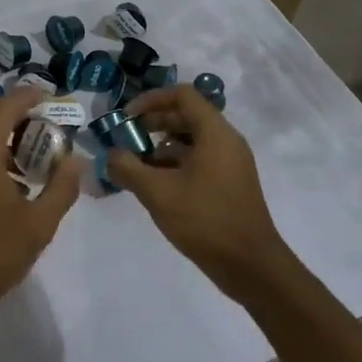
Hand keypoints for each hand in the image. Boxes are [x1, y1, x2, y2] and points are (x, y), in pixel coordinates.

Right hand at [105, 83, 287, 291]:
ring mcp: (230, 163)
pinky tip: (156, 186)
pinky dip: (175, 164)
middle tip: (127, 141)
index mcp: (215, 133)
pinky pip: (199, 160)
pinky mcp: (229, 183)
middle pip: (186, 115)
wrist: (251, 266)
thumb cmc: (205, 220)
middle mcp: (226, 141)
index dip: (151, 100)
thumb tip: (111, 155)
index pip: (183, 95)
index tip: (127, 118)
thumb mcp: (158, 193)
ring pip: (192, 140)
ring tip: (137, 167)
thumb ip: (128, 168)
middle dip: (153, 124)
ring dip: (162, 146)